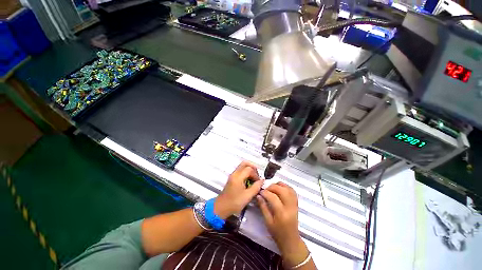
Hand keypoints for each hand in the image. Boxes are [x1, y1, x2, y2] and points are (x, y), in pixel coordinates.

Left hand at [214, 161, 263, 218]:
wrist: (221, 207)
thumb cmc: (234, 203)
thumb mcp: (248, 196)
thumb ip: (256, 187)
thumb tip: (262, 181)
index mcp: (238, 177)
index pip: (249, 169)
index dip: (256, 174)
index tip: (259, 182)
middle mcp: (235, 173)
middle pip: (245, 163)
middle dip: (253, 167)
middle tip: (257, 175)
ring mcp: (233, 175)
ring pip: (242, 166)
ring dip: (249, 170)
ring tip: (254, 179)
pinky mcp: (232, 178)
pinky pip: (240, 171)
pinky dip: (246, 173)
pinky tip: (249, 181)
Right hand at [257, 182, 309, 267]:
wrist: (291, 240)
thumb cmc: (277, 233)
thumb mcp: (268, 222)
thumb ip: (263, 207)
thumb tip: (258, 196)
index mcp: (281, 213)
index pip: (273, 197)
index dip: (265, 192)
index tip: (260, 192)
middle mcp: (290, 207)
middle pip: (282, 190)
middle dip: (272, 187)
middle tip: (265, 189)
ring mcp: (294, 205)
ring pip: (288, 189)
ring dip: (279, 185)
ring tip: (272, 188)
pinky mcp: (296, 204)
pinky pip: (292, 191)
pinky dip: (286, 187)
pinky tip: (280, 188)